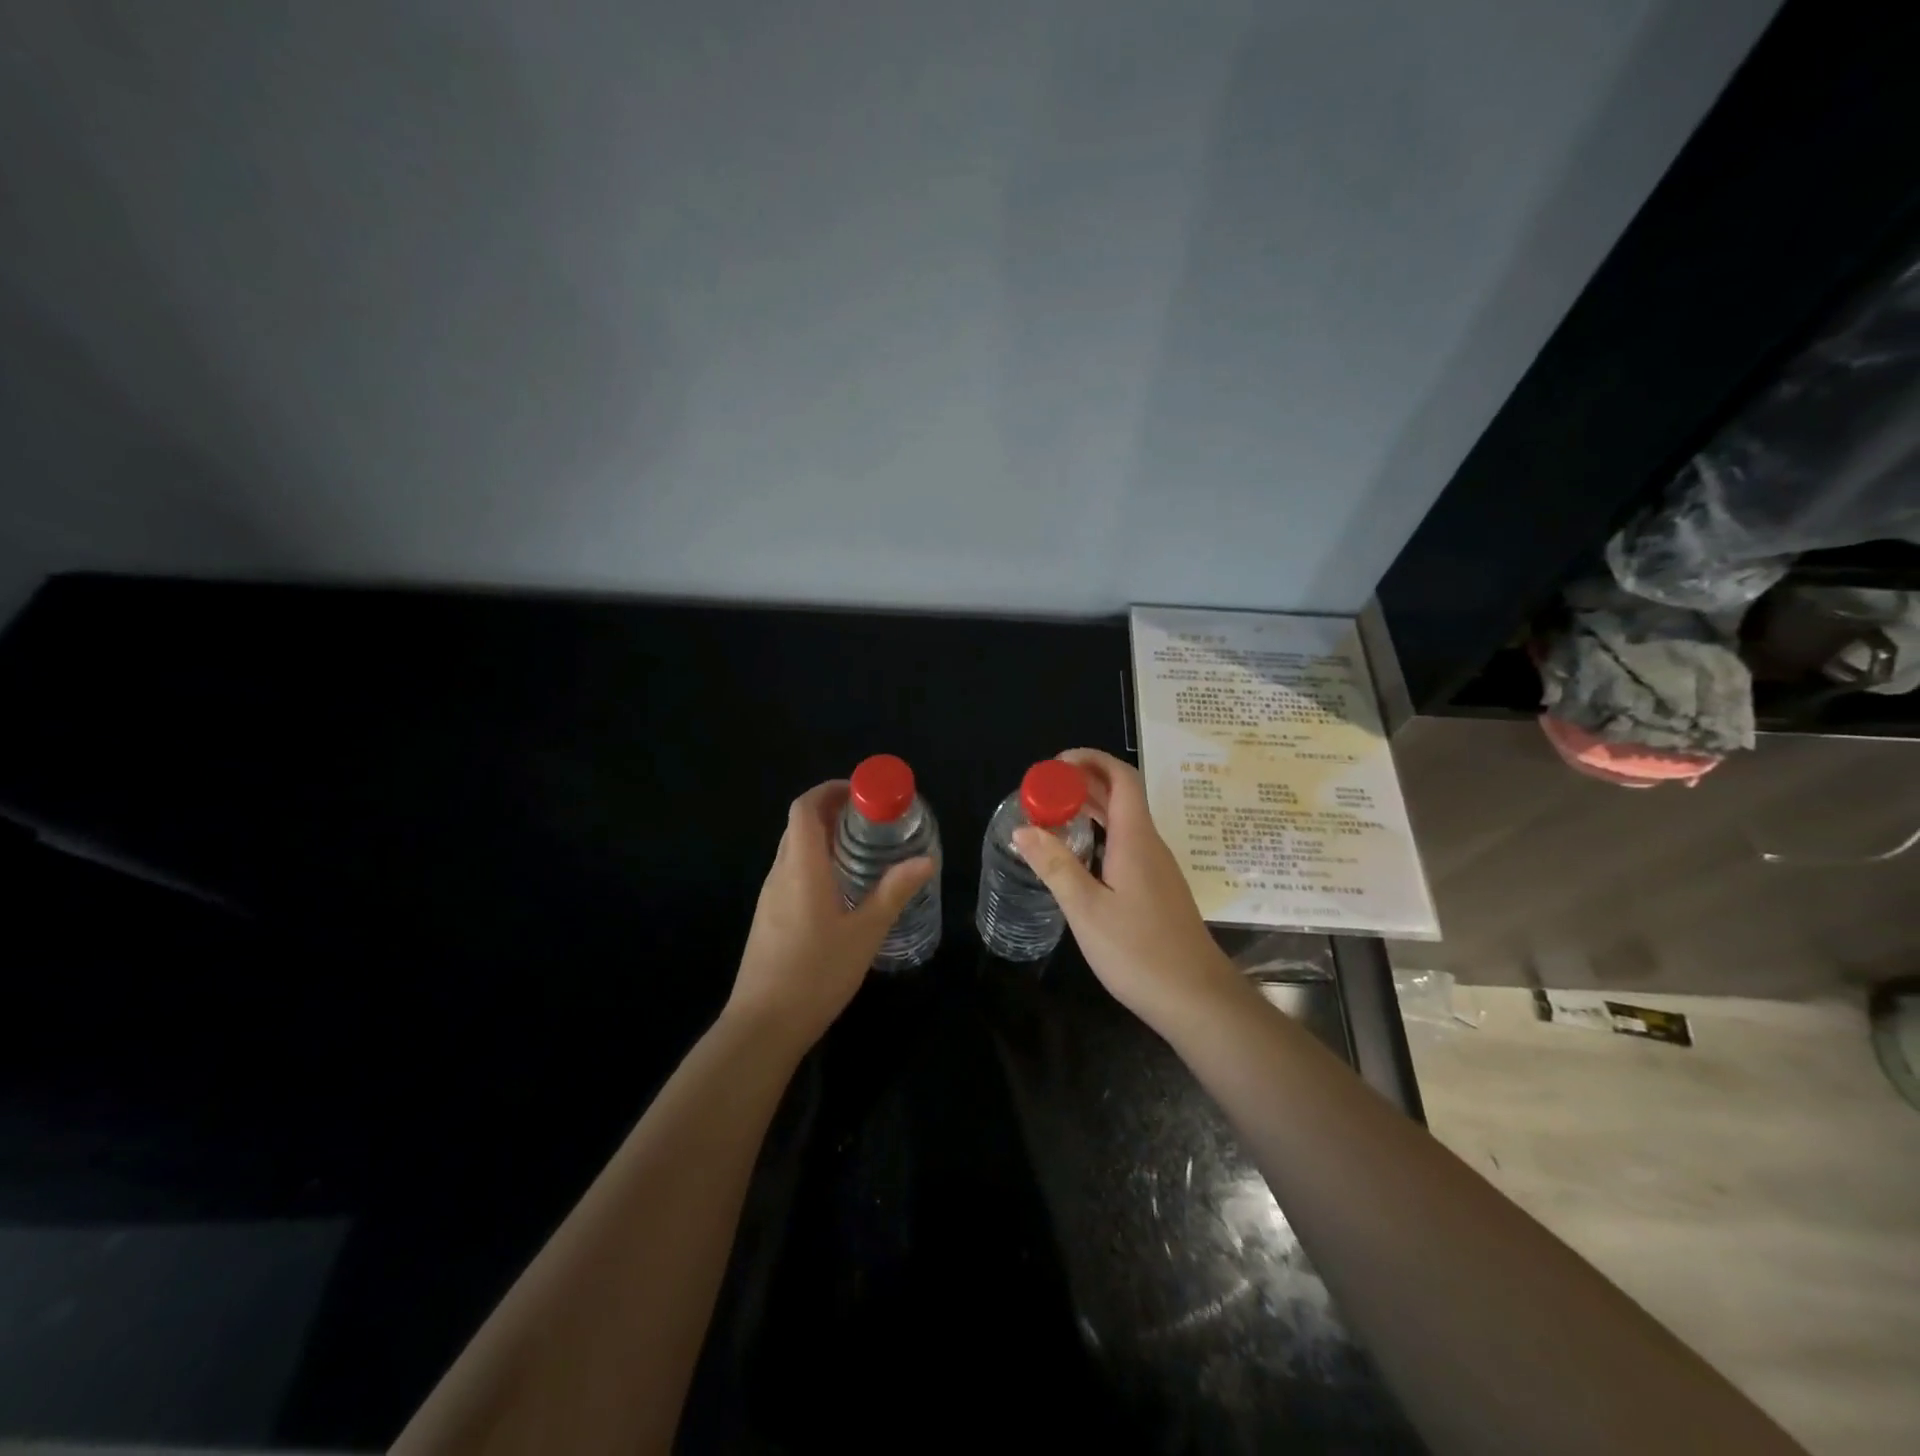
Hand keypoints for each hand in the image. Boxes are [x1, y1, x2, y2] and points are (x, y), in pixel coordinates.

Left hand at [726, 780, 935, 1049]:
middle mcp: (780, 873)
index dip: (830, 790)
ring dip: (825, 839)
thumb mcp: (865, 932)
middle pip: (800, 825)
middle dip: (833, 812)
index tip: (862, 793)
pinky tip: (843, 888)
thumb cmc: (816, 974)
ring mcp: (770, 897)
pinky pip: (792, 873)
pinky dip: (816, 863)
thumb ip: (894, 892)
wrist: (763, 1025)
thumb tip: (925, 859)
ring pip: (795, 850)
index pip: (805, 808)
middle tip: (873, 820)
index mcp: (801, 867)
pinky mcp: (769, 917)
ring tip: (864, 850)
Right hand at [1013, 748, 1240, 1030]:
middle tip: (1043, 791)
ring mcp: (1157, 867)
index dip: (1090, 760)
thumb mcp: (1086, 909)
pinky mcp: (1157, 888)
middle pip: (1122, 795)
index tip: (1055, 764)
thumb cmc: (1139, 952)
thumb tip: (1023, 828)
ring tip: (1053, 815)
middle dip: (1083, 782)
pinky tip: (1080, 855)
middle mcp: (1150, 845)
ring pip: (1125, 821)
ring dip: (1092, 809)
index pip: (1120, 778)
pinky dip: (1101, 834)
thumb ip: (1055, 866)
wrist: (1197, 999)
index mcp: (1135, 839)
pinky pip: (1128, 843)